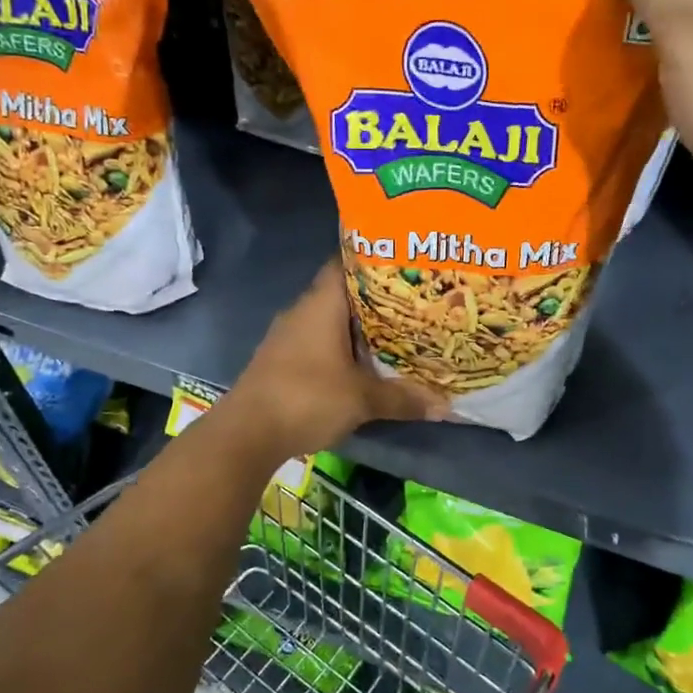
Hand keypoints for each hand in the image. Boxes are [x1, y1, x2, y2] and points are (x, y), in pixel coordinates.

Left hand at [222, 260, 447, 456]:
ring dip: (356, 327)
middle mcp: (302, 311)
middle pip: (342, 293)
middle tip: (412, 302)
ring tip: (395, 332)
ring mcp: (287, 335)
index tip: (404, 263)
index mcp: (321, 304)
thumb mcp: (362, 399)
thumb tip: (444, 405)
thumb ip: (402, 398)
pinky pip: (317, 342)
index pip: (346, 263)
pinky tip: (361, 362)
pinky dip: (339, 347)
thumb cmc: (307, 398)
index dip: (374, 259)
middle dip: (375, 298)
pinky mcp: (281, 359)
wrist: (247, 432)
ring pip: (329, 320)